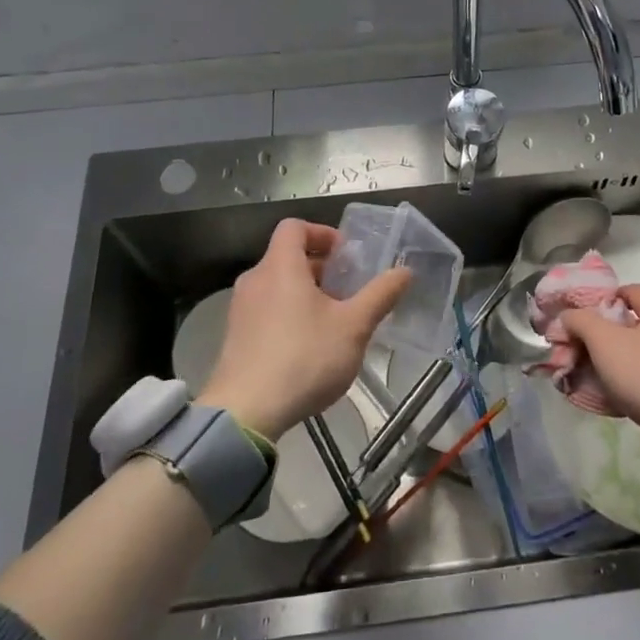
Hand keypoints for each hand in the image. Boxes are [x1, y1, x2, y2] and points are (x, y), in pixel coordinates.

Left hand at [199, 218, 410, 439]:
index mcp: (280, 266)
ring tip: (333, 320)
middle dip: (321, 268)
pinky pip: (266, 310)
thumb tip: (405, 271)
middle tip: (348, 290)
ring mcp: (240, 310)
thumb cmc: (304, 358)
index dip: (322, 232)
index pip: (294, 227)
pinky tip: (308, 347)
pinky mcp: (235, 337)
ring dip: (306, 293)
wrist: (246, 413)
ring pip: (277, 285)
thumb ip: (380, 295)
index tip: (345, 255)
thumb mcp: (353, 326)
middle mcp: (255, 280)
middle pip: (287, 257)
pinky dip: (288, 314)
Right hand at [561, 283, 639, 438]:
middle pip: (634, 325)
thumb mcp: (604, 341)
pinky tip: (619, 399)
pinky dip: (634, 385)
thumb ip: (581, 322)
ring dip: (619, 363)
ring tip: (596, 379)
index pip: (632, 290)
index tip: (587, 316)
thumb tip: (567, 316)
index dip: (607, 297)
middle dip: (606, 337)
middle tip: (584, 351)